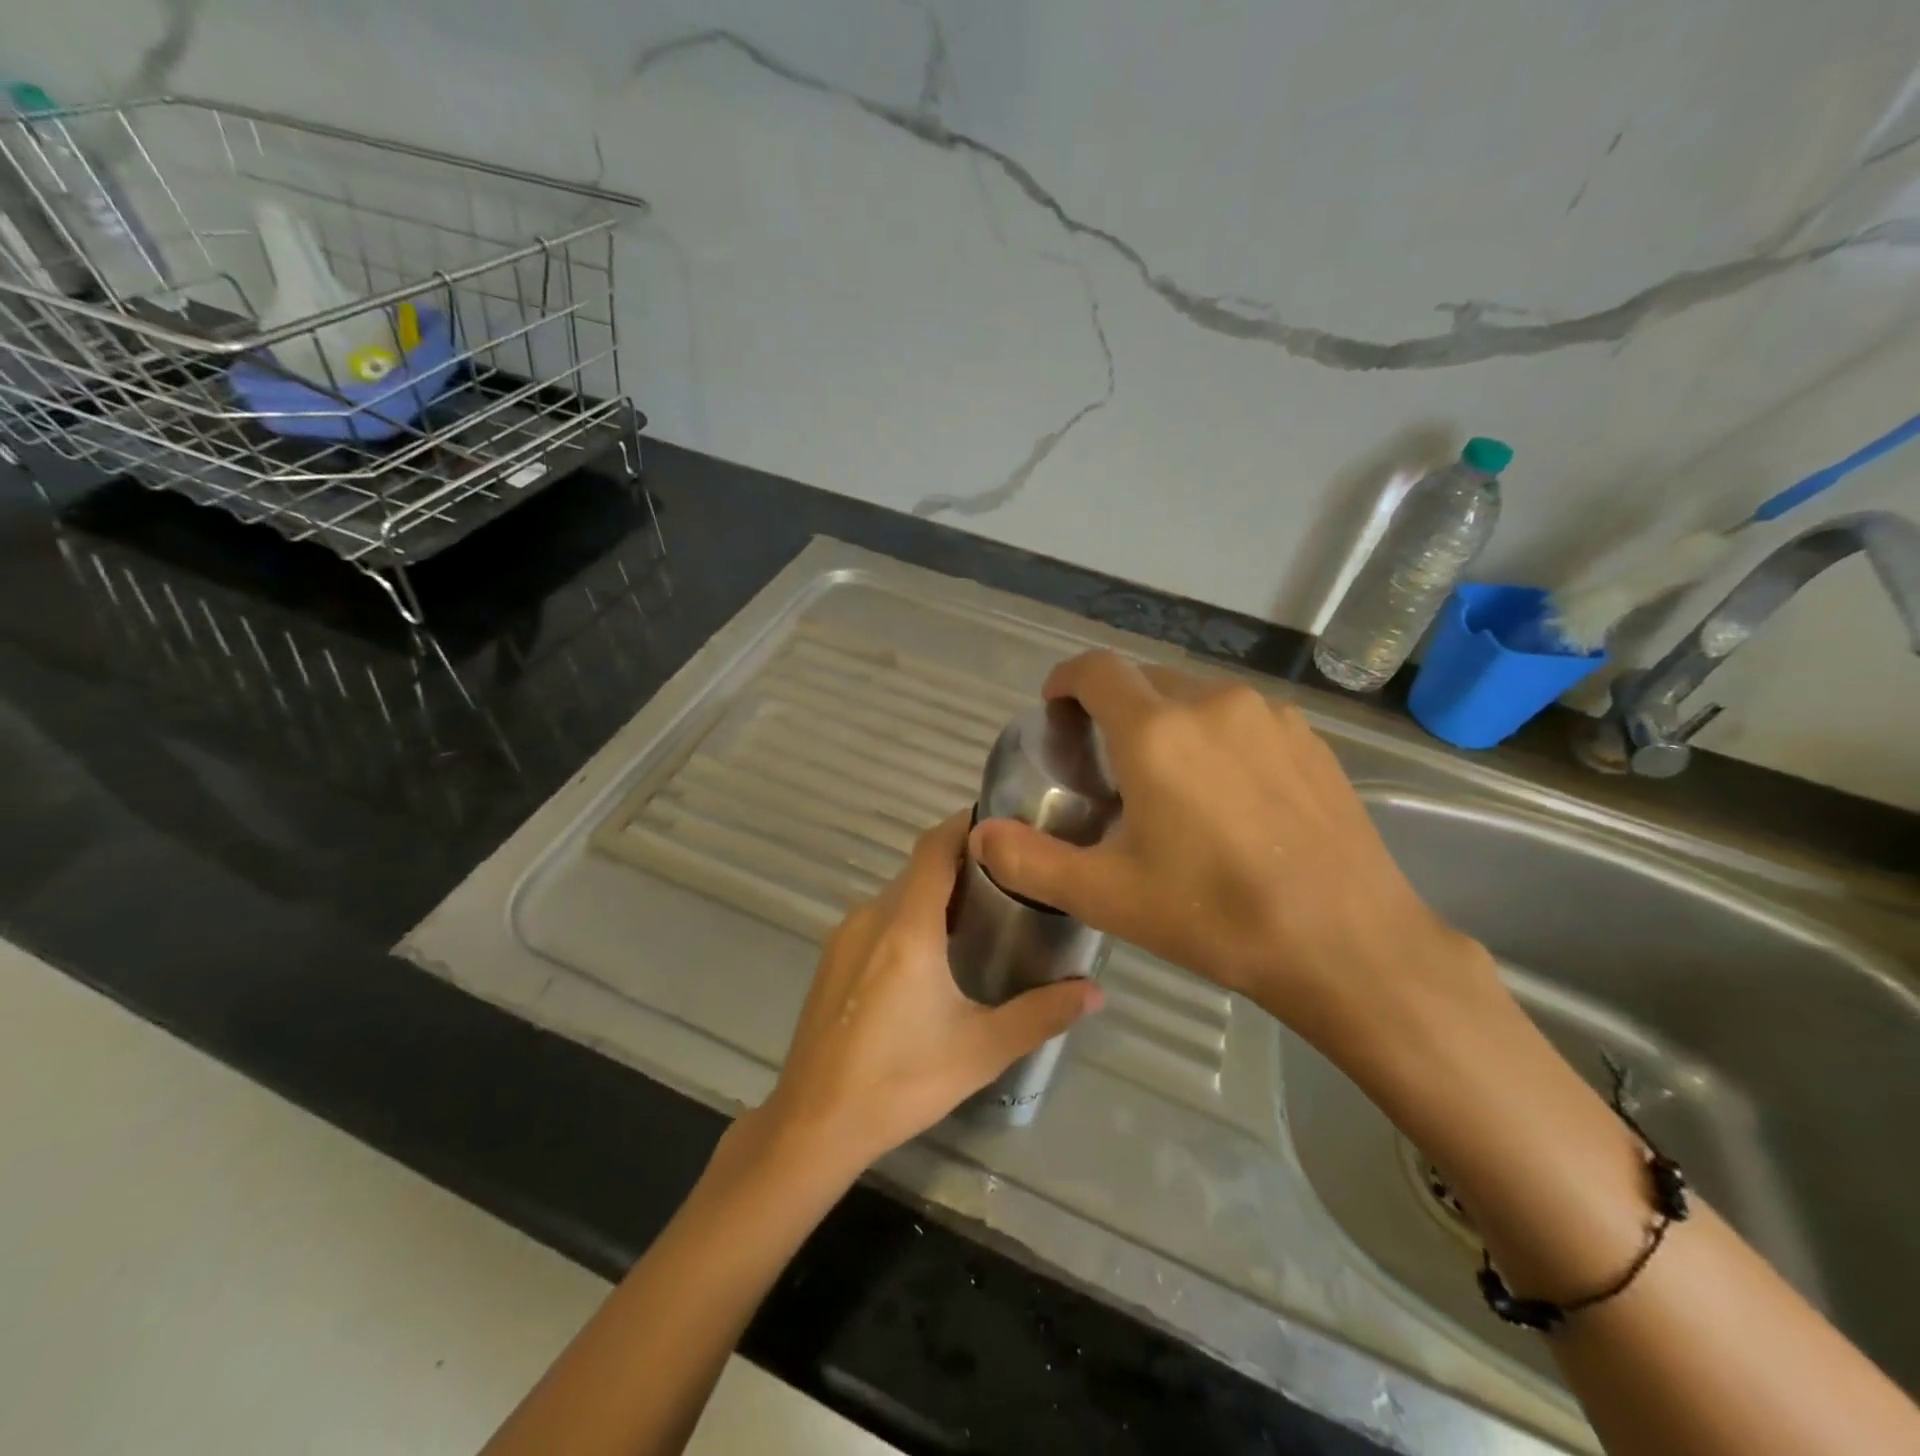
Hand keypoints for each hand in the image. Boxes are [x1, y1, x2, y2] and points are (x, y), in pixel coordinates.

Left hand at [757, 812, 1103, 1176]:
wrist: (813, 1124)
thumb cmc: (901, 1081)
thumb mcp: (980, 1049)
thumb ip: (1041, 1014)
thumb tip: (1096, 992)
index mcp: (907, 927)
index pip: (935, 848)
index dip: (965, 825)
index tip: (1003, 822)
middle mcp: (871, 917)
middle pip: (919, 869)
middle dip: (961, 865)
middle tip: (1009, 880)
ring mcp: (844, 937)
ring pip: (897, 895)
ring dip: (934, 895)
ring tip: (979, 917)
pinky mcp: (831, 960)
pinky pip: (877, 919)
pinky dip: (908, 918)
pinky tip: (930, 958)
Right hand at [970, 652, 1484, 1058]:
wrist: (1347, 943)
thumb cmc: (1215, 915)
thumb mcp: (1108, 896)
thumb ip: (1031, 861)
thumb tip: (982, 835)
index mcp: (1157, 732)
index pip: (1096, 670)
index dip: (1066, 679)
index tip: (1055, 708)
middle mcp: (1213, 704)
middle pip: (1145, 680)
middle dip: (1115, 707)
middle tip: (1106, 762)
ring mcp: (1269, 716)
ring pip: (1196, 697)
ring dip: (1168, 721)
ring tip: (1168, 780)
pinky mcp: (1309, 738)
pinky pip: (1242, 718)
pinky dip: (1217, 736)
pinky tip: (1229, 793)